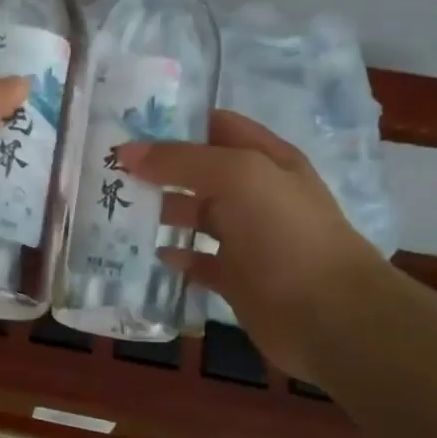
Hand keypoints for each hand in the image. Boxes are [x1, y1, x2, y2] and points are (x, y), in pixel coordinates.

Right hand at [119, 110, 387, 380]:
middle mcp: (255, 194)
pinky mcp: (236, 277)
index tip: (127, 124)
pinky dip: (174, 256)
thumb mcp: (237, 176)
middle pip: (199, 172)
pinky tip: (149, 253)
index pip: (216, 127)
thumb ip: (181, 160)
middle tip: (109, 170)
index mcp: (265, 160)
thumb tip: (126, 152)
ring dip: (160, 212)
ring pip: (194, 215)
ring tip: (116, 210)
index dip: (176, 122)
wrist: (327, 315)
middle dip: (157, 168)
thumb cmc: (285, 234)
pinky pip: (197, 261)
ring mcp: (246, 238)